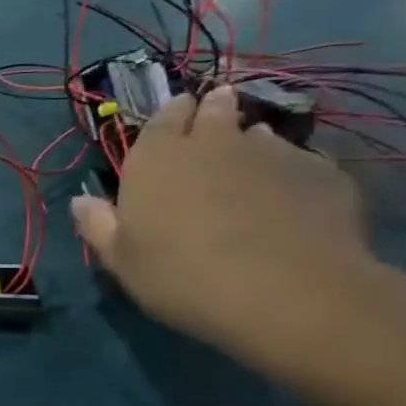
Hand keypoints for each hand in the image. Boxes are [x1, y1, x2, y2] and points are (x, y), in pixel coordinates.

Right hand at [70, 86, 368, 352]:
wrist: (289, 296)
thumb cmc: (183, 276)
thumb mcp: (121, 260)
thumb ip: (98, 225)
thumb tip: (81, 200)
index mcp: (157, 159)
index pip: (163, 118)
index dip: (171, 114)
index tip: (177, 113)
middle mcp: (213, 144)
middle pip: (215, 113)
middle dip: (214, 109)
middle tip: (217, 112)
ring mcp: (274, 155)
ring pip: (261, 136)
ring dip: (252, 142)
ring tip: (252, 160)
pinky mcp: (324, 175)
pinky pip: (302, 164)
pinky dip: (292, 173)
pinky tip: (291, 197)